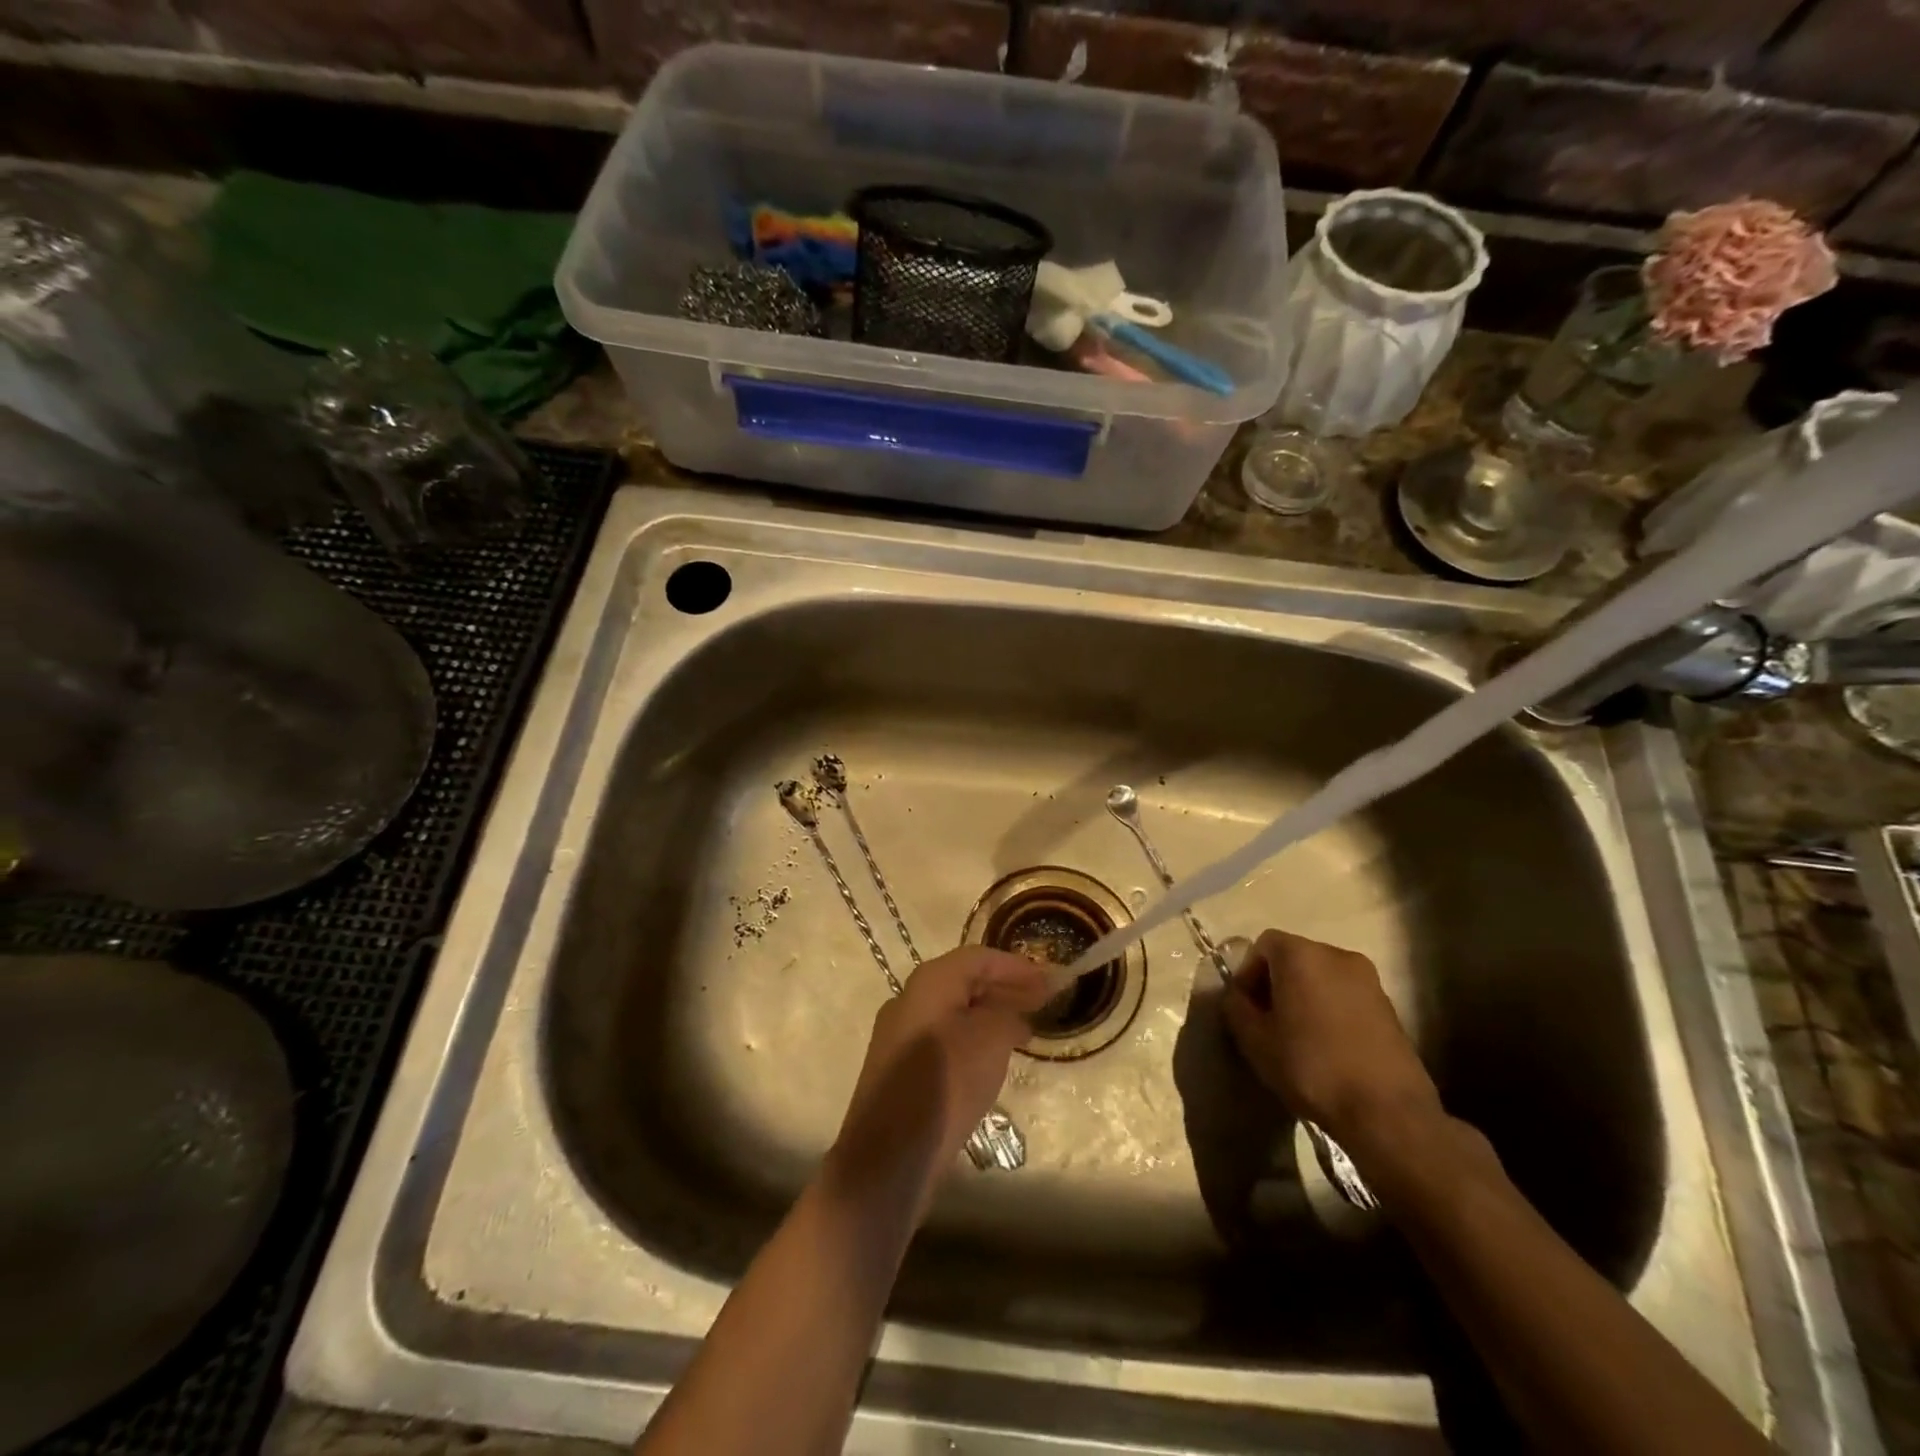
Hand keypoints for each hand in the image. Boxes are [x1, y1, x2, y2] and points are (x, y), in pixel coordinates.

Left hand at [829, 946, 1048, 1208]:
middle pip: (964, 981)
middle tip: (1043, 1001)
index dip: (1017, 966)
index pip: (980, 958)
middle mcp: (909, 998)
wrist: (890, 1155)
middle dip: (1005, 988)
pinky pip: (943, 1038)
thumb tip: (1013, 1012)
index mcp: (929, 982)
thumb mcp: (991, 1039)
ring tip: (1025, 1029)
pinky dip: (972, 1038)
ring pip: (954, 1012)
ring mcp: (899, 1034)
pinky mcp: (899, 1067)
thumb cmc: (946, 1083)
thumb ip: (1008, 1013)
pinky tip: (994, 1058)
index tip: (1050, 979)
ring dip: (990, 1014)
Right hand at [1221, 929, 1441, 1149]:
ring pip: (1323, 977)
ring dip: (1305, 996)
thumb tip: (1237, 995)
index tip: (1246, 1006)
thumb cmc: (1311, 1067)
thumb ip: (1236, 1007)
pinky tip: (1329, 1046)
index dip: (1248, 973)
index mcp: (1301, 955)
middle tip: (1267, 1020)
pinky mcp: (1390, 1007)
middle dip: (1276, 982)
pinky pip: (1347, 996)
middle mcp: (1337, 955)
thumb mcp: (1255, 1040)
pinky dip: (1331, 1010)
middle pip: (1295, 957)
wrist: (1387, 1112)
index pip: (1264, 945)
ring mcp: (1369, 980)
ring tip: (1298, 1035)